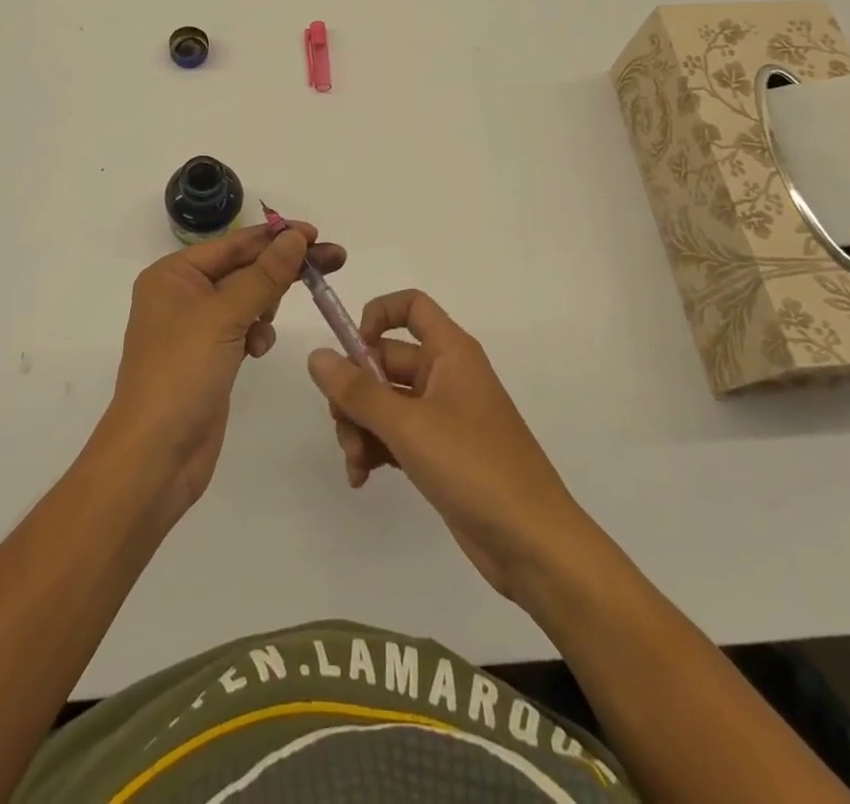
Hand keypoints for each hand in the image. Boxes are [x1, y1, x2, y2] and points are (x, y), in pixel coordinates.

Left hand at [104, 222, 345, 517]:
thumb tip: (295, 237)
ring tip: (266, 326)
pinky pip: (243, 329)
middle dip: (283, 268)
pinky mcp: (210, 358)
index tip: (316, 233)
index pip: (233, 244)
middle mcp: (182, 295)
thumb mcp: (224, 317)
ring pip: (247, 299)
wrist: (155, 457)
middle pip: (244, 269)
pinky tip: (257, 350)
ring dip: (265, 306)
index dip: (276, 236)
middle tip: (334, 260)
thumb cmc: (181, 374)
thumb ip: (264, 275)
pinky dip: (256, 334)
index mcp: (173, 275)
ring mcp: (196, 329)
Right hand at [306, 290, 596, 604]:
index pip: (411, 306)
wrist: (533, 543)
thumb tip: (317, 356)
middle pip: (386, 360)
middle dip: (355, 392)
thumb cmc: (474, 466)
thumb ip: (357, 390)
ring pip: (385, 402)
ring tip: (355, 463)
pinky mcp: (440, 453)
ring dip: (361, 427)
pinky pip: (396, 435)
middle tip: (341, 425)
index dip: (377, 316)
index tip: (352, 350)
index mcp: (451, 352)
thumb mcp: (408, 425)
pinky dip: (376, 450)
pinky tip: (362, 478)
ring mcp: (444, 416)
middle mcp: (447, 375)